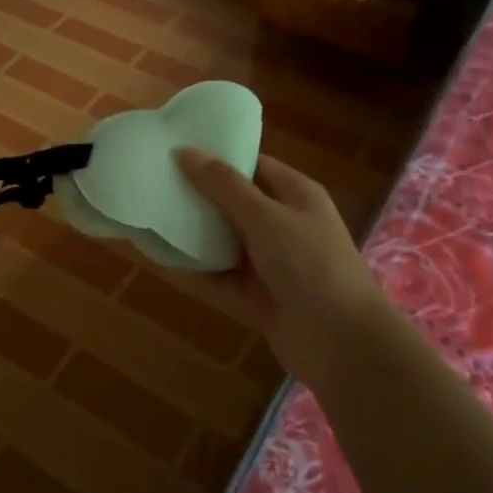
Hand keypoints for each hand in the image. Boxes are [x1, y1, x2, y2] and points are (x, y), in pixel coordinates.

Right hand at [176, 148, 388, 381]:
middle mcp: (283, 225)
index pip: (254, 166)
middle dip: (199, 195)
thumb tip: (186, 151)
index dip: (219, 157)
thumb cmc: (310, 263)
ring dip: (193, 234)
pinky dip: (195, 270)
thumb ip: (224, 186)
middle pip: (235, 204)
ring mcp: (270, 263)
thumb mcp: (266, 217)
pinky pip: (219, 278)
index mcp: (296, 195)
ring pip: (224, 242)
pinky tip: (160, 259)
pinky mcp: (256, 297)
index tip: (177, 149)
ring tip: (150, 215)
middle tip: (154, 181)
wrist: (343, 343)